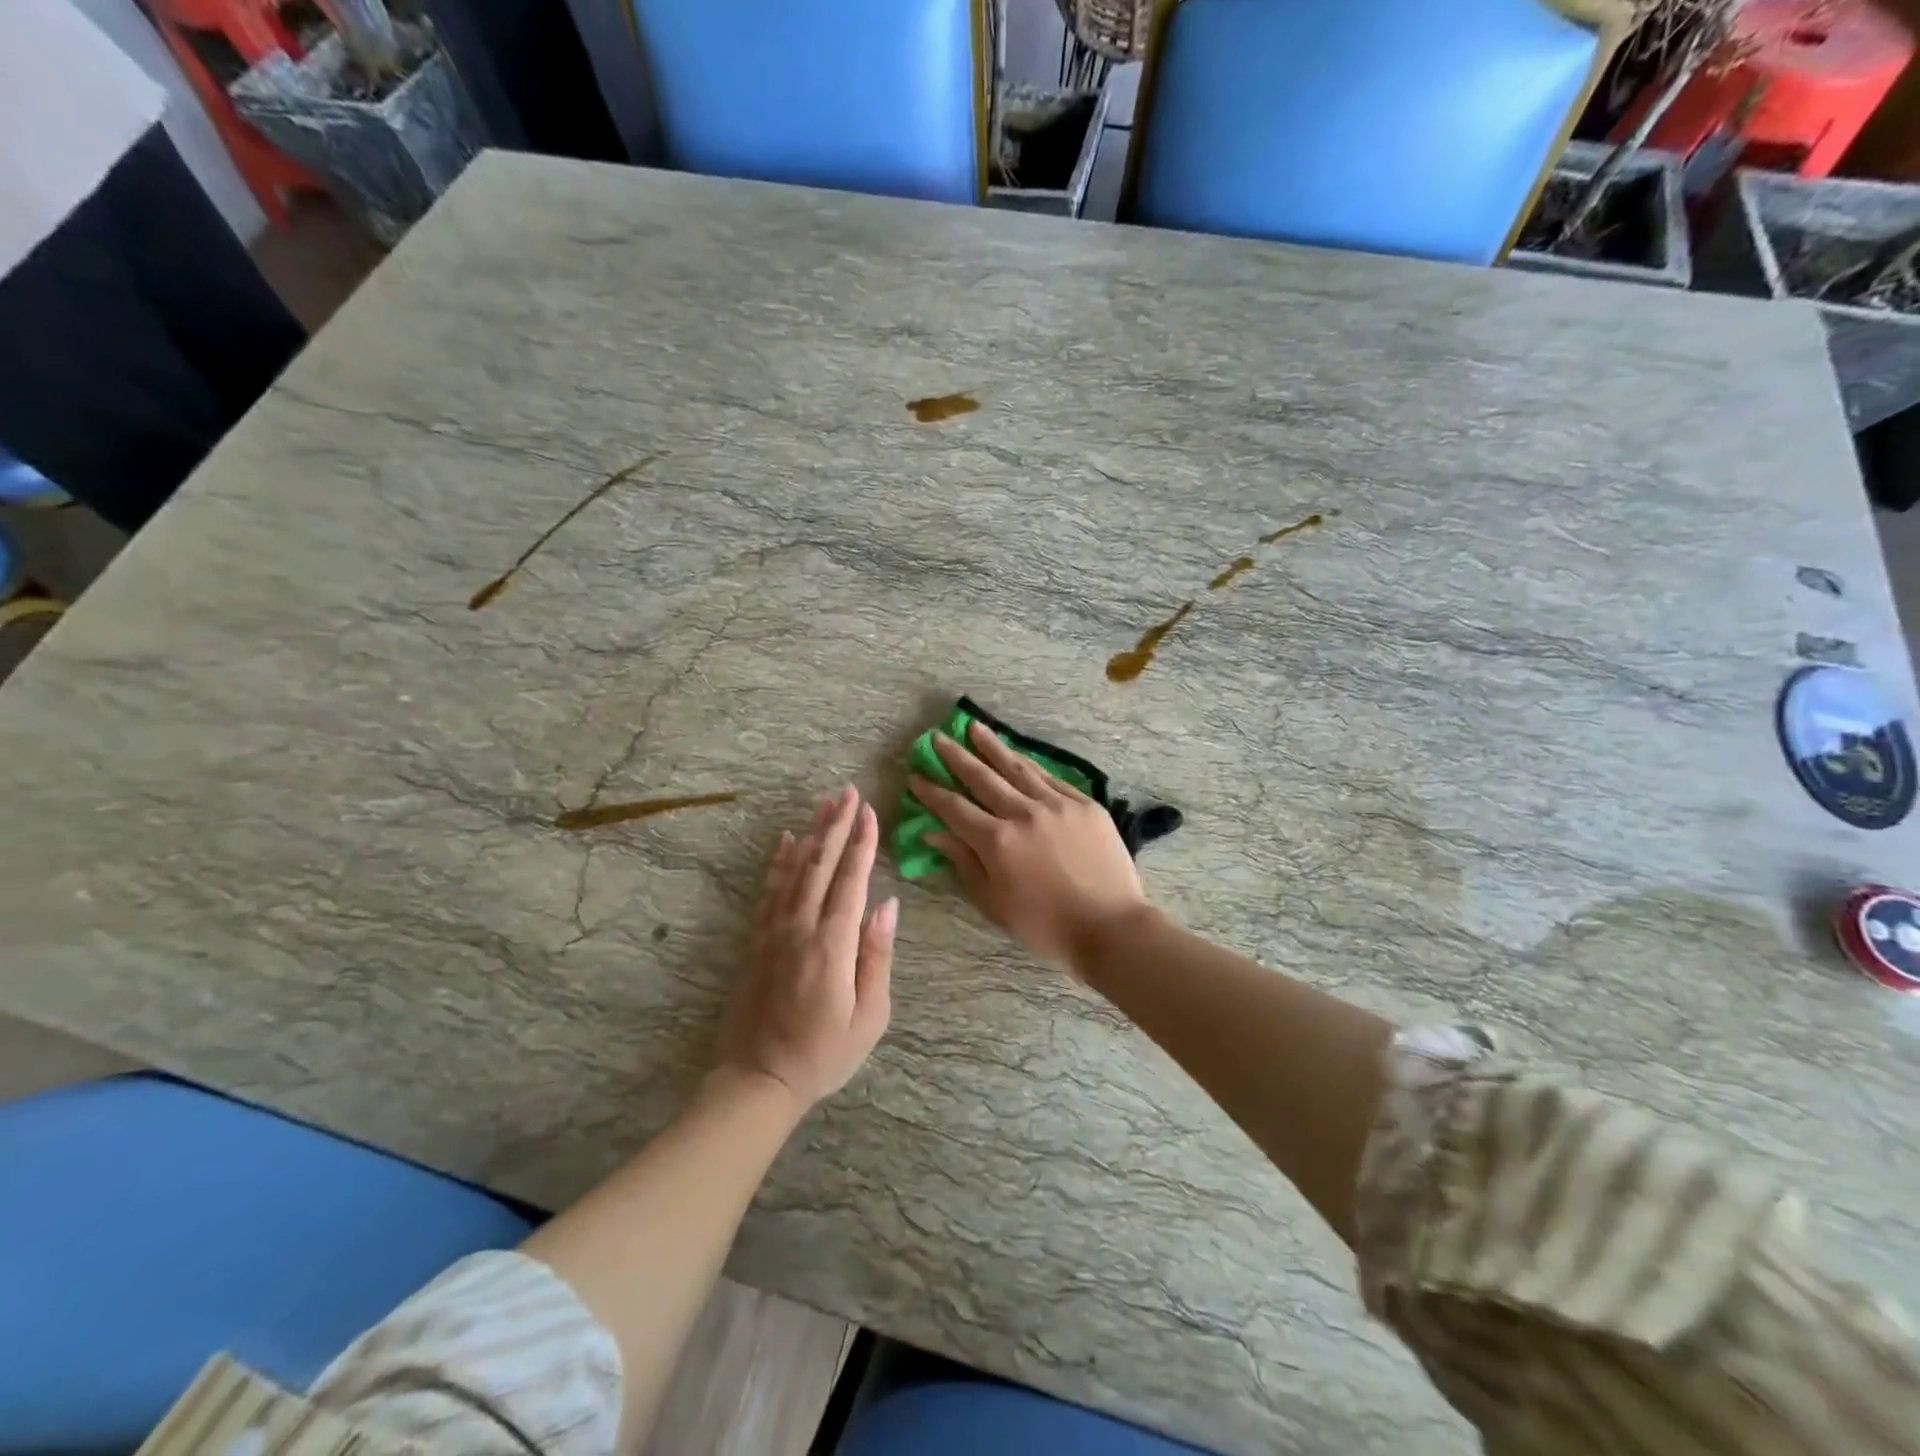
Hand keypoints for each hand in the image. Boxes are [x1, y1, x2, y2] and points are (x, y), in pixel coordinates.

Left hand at [719, 785, 896, 1106]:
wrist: (758, 1080)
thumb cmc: (824, 1054)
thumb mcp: (869, 1016)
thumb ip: (877, 956)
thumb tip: (888, 905)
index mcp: (831, 945)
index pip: (850, 881)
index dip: (862, 844)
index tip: (870, 812)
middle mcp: (799, 928)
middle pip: (820, 865)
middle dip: (837, 826)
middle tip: (848, 792)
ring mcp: (773, 931)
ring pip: (793, 870)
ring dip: (810, 833)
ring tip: (824, 804)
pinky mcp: (756, 940)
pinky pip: (769, 890)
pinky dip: (779, 861)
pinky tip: (787, 840)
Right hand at [909, 720, 1148, 968]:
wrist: (1110, 926)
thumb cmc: (1045, 926)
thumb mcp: (993, 902)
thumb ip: (964, 862)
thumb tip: (934, 832)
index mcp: (997, 841)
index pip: (954, 808)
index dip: (932, 791)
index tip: (915, 775)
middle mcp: (1023, 813)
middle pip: (982, 778)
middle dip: (956, 756)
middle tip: (937, 737)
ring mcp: (1057, 804)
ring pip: (1017, 768)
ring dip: (992, 746)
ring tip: (974, 727)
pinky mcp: (1084, 804)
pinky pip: (1050, 778)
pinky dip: (1029, 765)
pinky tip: (1017, 756)